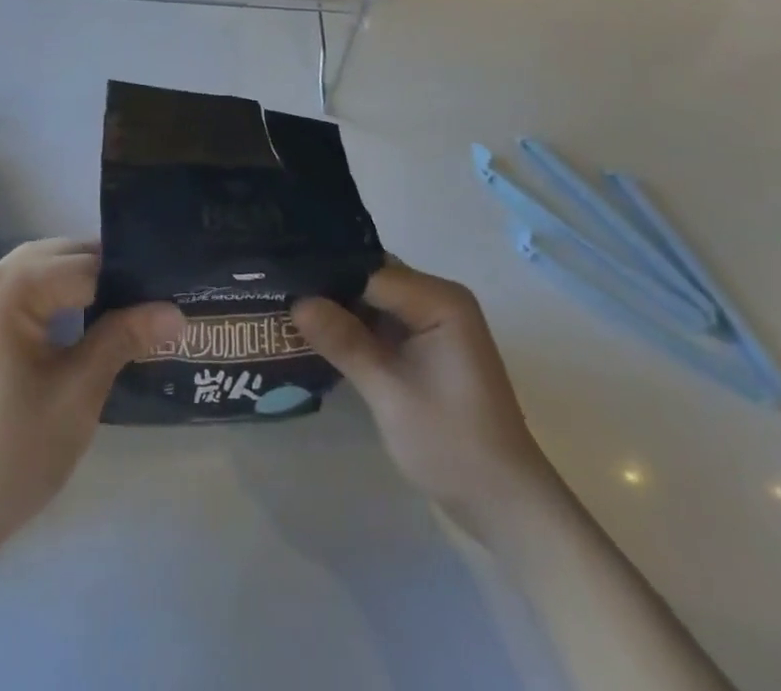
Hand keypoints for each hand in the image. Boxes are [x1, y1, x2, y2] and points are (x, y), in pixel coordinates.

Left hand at [0, 239, 183, 558]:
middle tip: (151, 304)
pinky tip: (78, 322)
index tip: (167, 297)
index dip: (129, 281)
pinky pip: (16, 290)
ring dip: (77, 284)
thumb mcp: (77, 394)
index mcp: (6, 287)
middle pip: (58, 257)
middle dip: (104, 276)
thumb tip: (176, 311)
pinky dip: (49, 297)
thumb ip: (123, 338)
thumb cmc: (11, 455)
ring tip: (123, 312)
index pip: (85, 265)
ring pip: (37, 270)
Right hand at [292, 263, 555, 527]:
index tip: (279, 279)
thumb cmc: (453, 445)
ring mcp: (432, 324)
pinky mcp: (425, 348)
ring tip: (284, 306)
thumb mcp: (390, 392)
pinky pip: (380, 323)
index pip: (371, 271)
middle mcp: (438, 300)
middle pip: (371, 279)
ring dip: (336, 308)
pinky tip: (314, 333)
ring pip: (372, 300)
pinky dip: (352, 329)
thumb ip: (344, 342)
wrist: (505, 508)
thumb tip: (295, 302)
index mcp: (441, 300)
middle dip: (327, 288)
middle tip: (275, 290)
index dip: (327, 275)